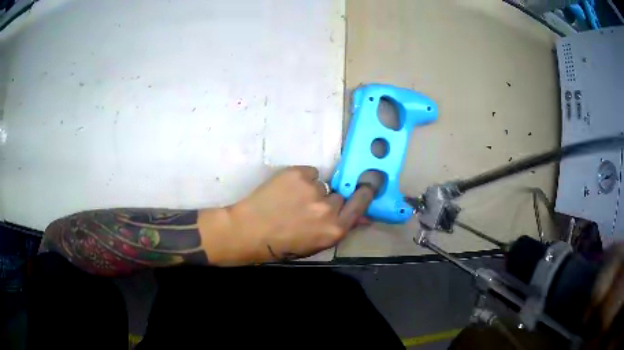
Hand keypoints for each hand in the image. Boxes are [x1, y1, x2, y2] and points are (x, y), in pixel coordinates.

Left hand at [201, 166, 373, 264]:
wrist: (249, 231)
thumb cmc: (282, 245)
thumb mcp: (316, 245)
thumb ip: (340, 229)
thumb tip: (364, 218)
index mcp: (335, 229)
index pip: (361, 202)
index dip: (363, 193)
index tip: (363, 187)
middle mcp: (328, 208)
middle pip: (338, 195)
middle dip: (327, 201)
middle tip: (307, 209)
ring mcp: (313, 189)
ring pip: (321, 184)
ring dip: (311, 191)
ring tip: (291, 201)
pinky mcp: (297, 174)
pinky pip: (309, 173)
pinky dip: (300, 180)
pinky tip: (285, 191)